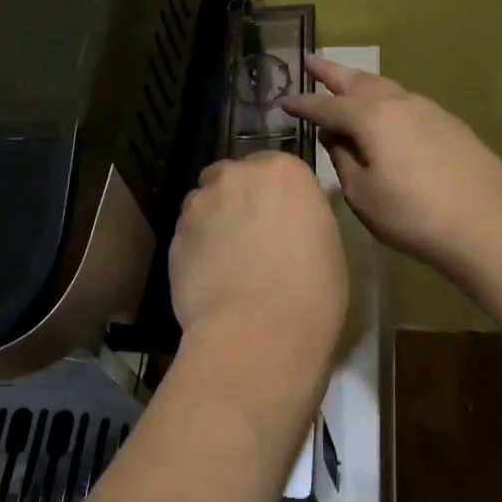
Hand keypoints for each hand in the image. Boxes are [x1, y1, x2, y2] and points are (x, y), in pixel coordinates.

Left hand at [169, 152, 348, 369]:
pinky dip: (197, 247)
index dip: (275, 194)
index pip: (275, 167)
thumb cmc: (312, 291)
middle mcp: (237, 175)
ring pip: (204, 202)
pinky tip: (209, 277)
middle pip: (232, 176)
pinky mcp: (175, 235)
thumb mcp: (326, 242)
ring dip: (213, 220)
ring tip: (226, 258)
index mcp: (284, 171)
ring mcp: (201, 203)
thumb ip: (301, 215)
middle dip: (238, 198)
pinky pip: (188, 233)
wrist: (258, 333)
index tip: (281, 218)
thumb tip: (286, 221)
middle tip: (251, 234)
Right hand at [283, 56, 501, 283]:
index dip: (303, 104)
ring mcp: (430, 110)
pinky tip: (388, 111)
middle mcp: (400, 103)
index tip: (284, 100)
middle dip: (332, 72)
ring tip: (347, 80)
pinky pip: (408, 102)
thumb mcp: (364, 195)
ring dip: (362, 82)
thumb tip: (336, 138)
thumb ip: (344, 160)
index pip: (327, 106)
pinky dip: (388, 100)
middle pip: (359, 82)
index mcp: (372, 118)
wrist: (488, 223)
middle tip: (312, 60)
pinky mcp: (451, 124)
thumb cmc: (414, 214)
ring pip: (387, 88)